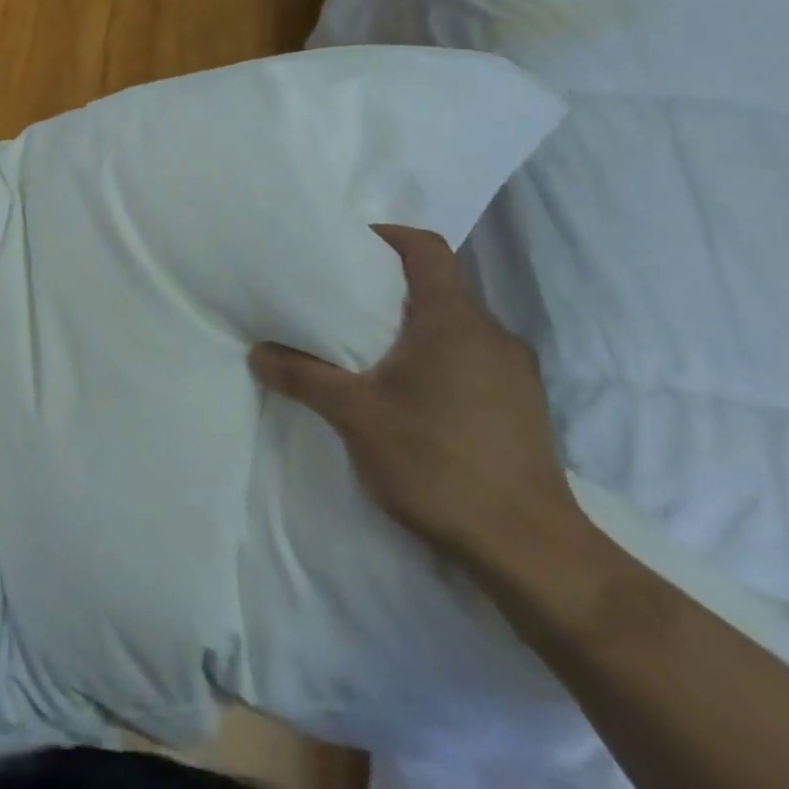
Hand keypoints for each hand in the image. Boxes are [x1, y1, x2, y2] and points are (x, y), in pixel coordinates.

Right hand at [251, 225, 582, 567]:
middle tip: (337, 300)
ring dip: (409, 326)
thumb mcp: (354, 415)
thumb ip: (302, 375)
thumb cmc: (438, 462)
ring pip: (453, 326)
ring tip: (362, 348)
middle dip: (386, 287)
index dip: (386, 236)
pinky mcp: (521, 408)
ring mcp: (514, 374)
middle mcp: (492, 336)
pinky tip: (403, 393)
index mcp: (455, 321)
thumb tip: (257, 353)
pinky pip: (468, 359)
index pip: (426, 249)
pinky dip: (432, 358)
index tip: (346, 247)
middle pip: (437, 286)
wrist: (530, 551)